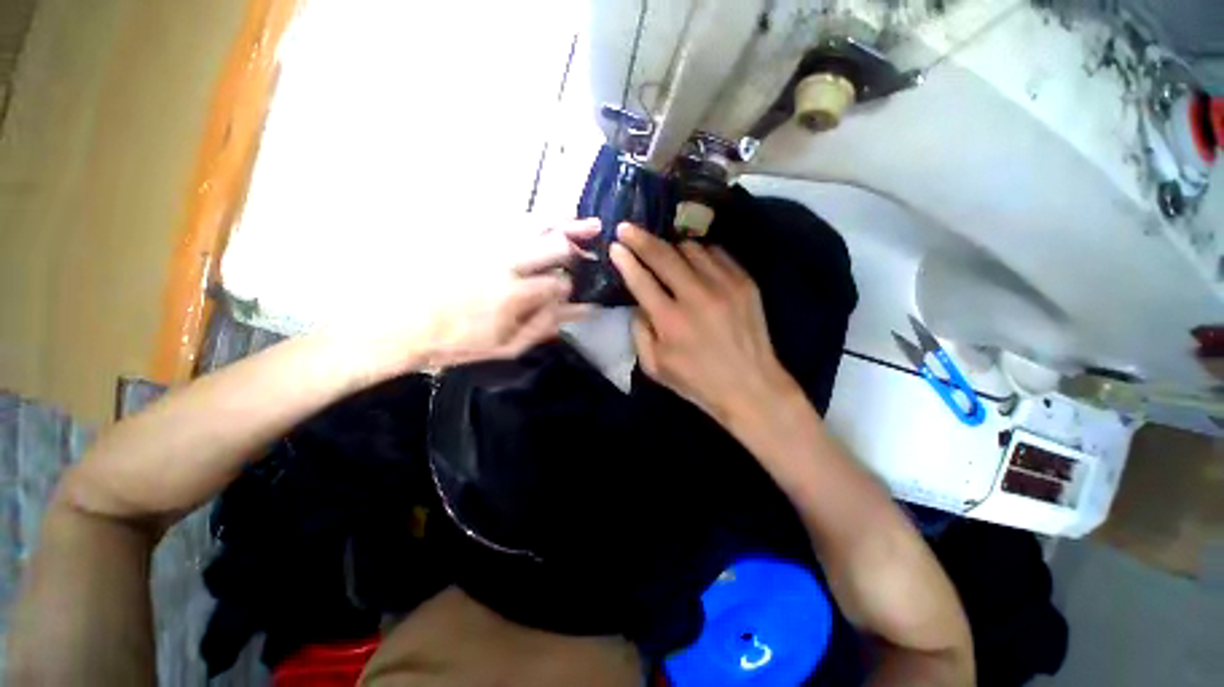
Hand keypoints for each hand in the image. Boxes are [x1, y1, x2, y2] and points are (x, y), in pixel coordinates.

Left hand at [336, 218, 598, 380]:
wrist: (401, 324)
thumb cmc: (456, 342)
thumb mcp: (505, 347)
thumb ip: (543, 327)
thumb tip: (576, 312)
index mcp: (515, 295)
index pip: (560, 283)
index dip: (574, 286)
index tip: (579, 289)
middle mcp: (505, 263)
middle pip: (553, 244)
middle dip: (578, 241)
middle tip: (594, 234)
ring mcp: (487, 245)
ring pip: (531, 224)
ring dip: (558, 220)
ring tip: (576, 216)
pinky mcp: (469, 237)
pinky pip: (506, 221)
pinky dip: (529, 218)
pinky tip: (539, 219)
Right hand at [609, 223, 797, 423]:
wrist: (751, 386)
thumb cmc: (697, 381)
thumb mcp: (655, 367)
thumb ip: (639, 332)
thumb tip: (638, 302)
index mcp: (670, 322)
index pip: (641, 279)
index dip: (625, 259)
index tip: (615, 245)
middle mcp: (696, 297)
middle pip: (663, 255)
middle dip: (640, 238)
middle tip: (627, 228)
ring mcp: (724, 286)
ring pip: (691, 248)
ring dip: (672, 247)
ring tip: (665, 252)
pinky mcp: (745, 283)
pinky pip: (717, 253)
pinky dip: (700, 253)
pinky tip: (694, 262)